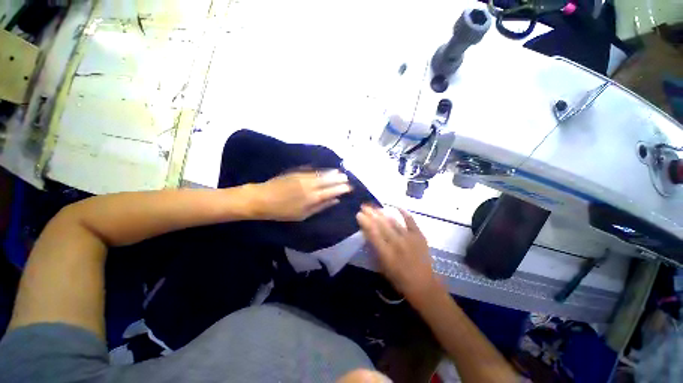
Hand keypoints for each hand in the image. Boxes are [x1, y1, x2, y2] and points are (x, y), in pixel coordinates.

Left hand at [250, 170, 351, 220]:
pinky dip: (321, 170)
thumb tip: (335, 201)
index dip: (341, 188)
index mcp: (312, 198)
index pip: (331, 191)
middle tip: (346, 177)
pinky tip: (325, 170)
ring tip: (339, 172)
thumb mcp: (303, 215)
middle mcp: (310, 185)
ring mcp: (303, 177)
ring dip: (331, 173)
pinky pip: (312, 170)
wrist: (262, 198)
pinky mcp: (297, 172)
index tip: (349, 187)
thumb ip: (320, 207)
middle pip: (328, 180)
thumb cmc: (282, 211)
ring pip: (321, 174)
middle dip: (338, 179)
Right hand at [356, 205, 436, 299]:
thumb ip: (375, 250)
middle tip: (364, 206)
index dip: (365, 222)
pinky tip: (396, 206)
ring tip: (374, 207)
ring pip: (393, 221)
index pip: (373, 234)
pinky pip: (411, 220)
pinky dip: (403, 212)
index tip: (358, 214)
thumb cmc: (399, 279)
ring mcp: (409, 238)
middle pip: (381, 225)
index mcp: (386, 254)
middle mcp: (397, 243)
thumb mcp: (382, 267)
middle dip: (371, 214)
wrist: (424, 285)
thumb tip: (368, 235)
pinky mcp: (419, 236)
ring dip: (382, 213)